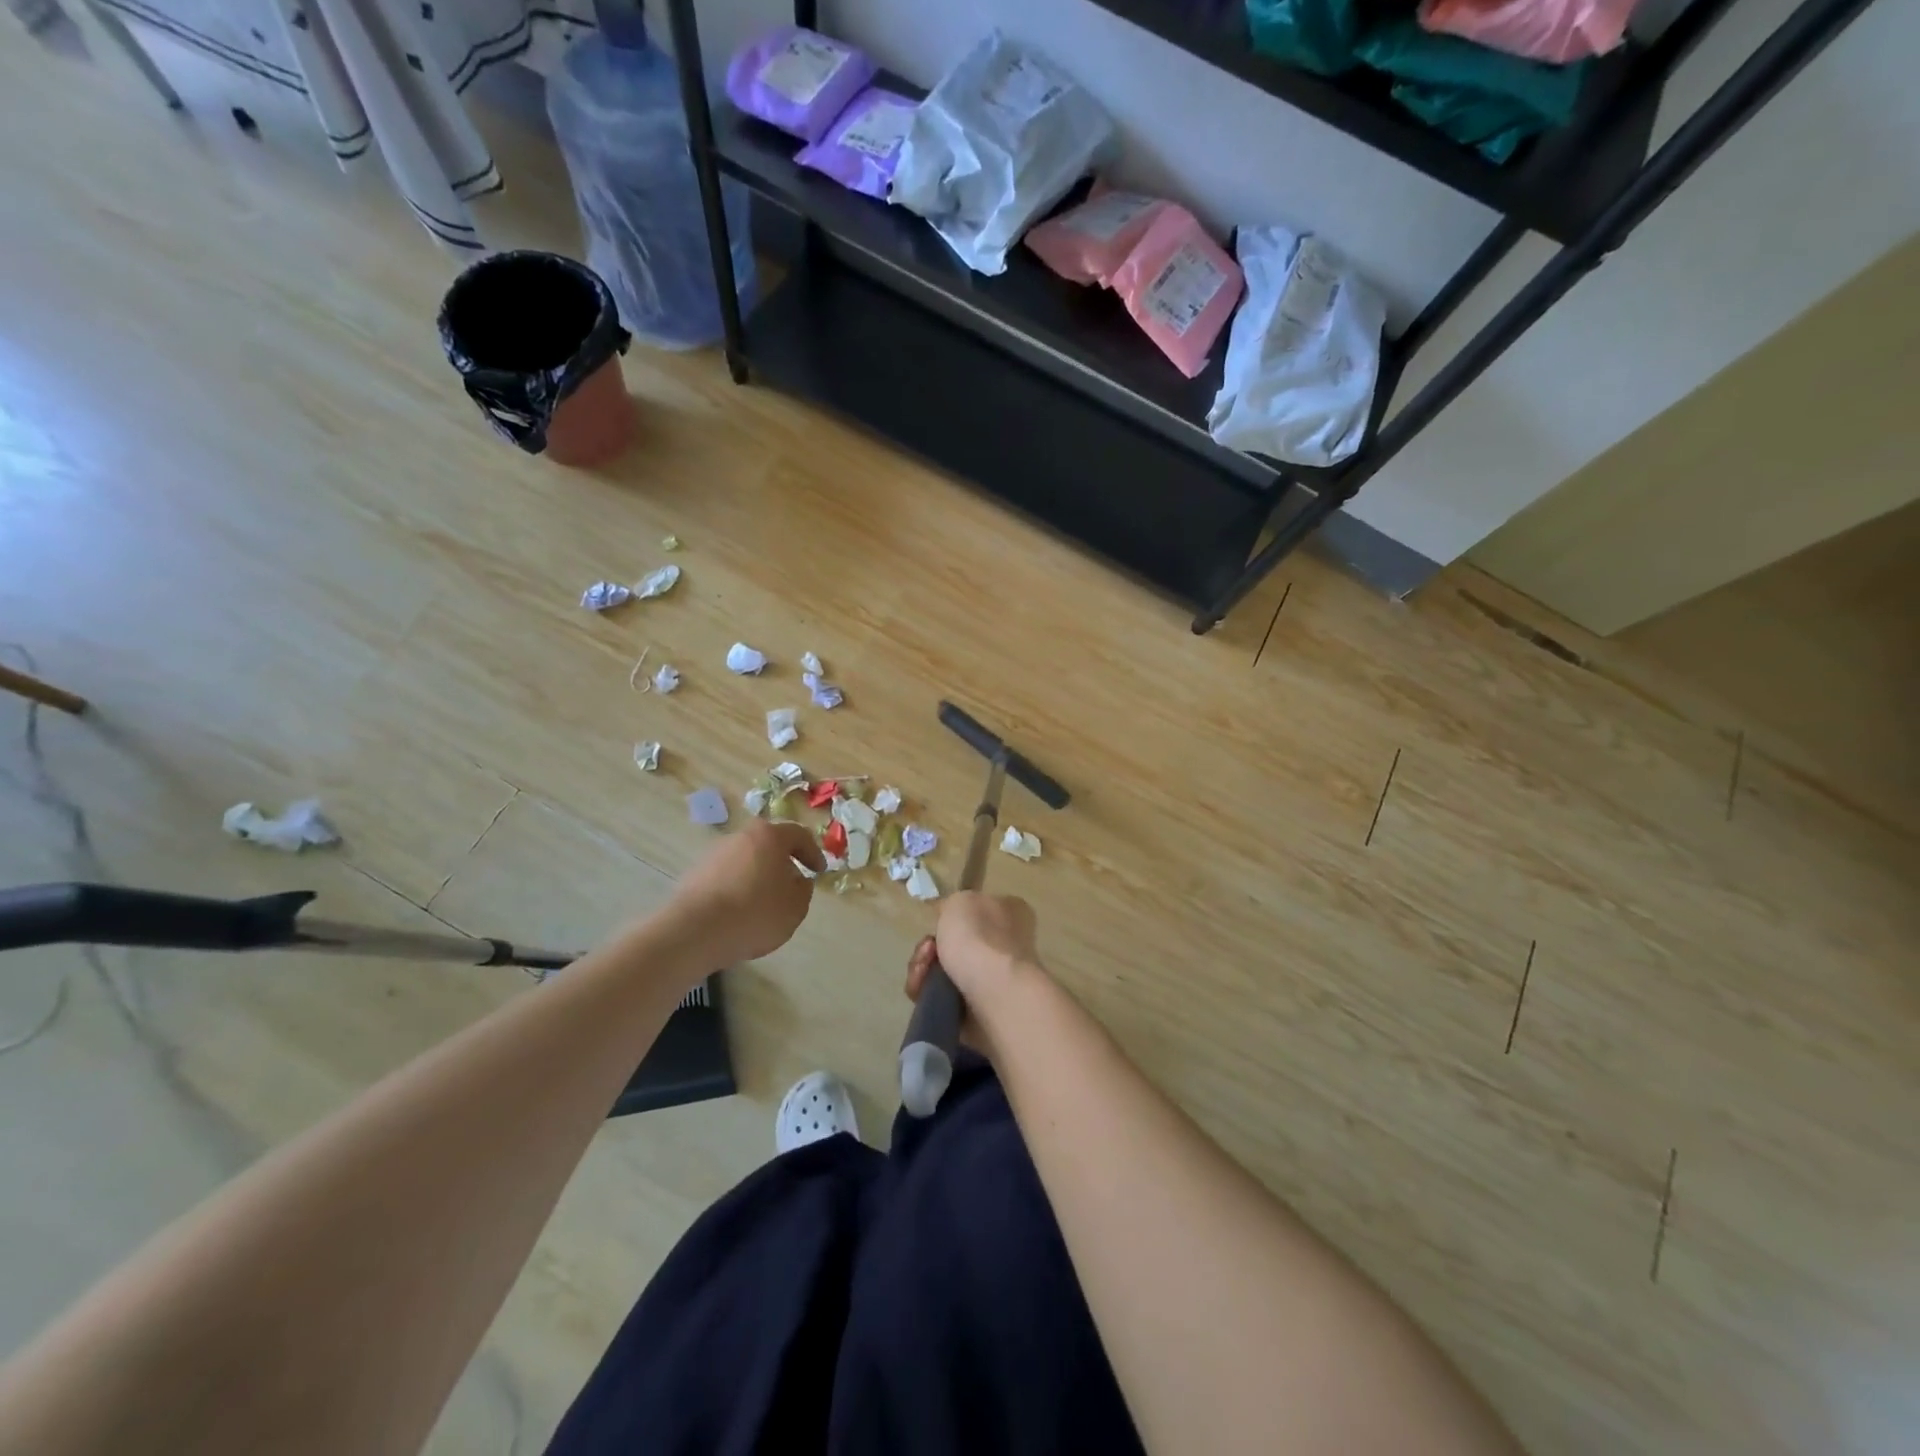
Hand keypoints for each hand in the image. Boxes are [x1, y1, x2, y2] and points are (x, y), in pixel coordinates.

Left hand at [669, 820, 824, 965]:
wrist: (695, 931)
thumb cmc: (755, 913)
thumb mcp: (795, 907)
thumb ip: (803, 889)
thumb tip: (797, 880)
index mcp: (769, 836)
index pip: (799, 835)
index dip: (813, 853)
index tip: (818, 872)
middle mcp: (741, 836)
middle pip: (769, 844)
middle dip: (783, 862)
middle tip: (791, 885)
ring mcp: (715, 853)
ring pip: (746, 859)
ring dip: (758, 875)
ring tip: (764, 902)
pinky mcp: (696, 872)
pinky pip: (727, 875)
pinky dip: (737, 887)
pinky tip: (739, 911)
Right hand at [904, 892, 1042, 1054]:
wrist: (995, 994)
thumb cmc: (981, 937)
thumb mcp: (961, 901)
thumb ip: (953, 905)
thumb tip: (950, 918)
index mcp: (1012, 913)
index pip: (977, 910)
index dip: (951, 915)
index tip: (936, 920)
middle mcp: (1006, 946)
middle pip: (955, 943)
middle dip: (931, 947)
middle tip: (927, 949)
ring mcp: (993, 981)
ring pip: (944, 971)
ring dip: (924, 970)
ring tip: (922, 972)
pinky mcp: (977, 1012)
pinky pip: (941, 998)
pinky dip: (927, 993)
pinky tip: (923, 990)